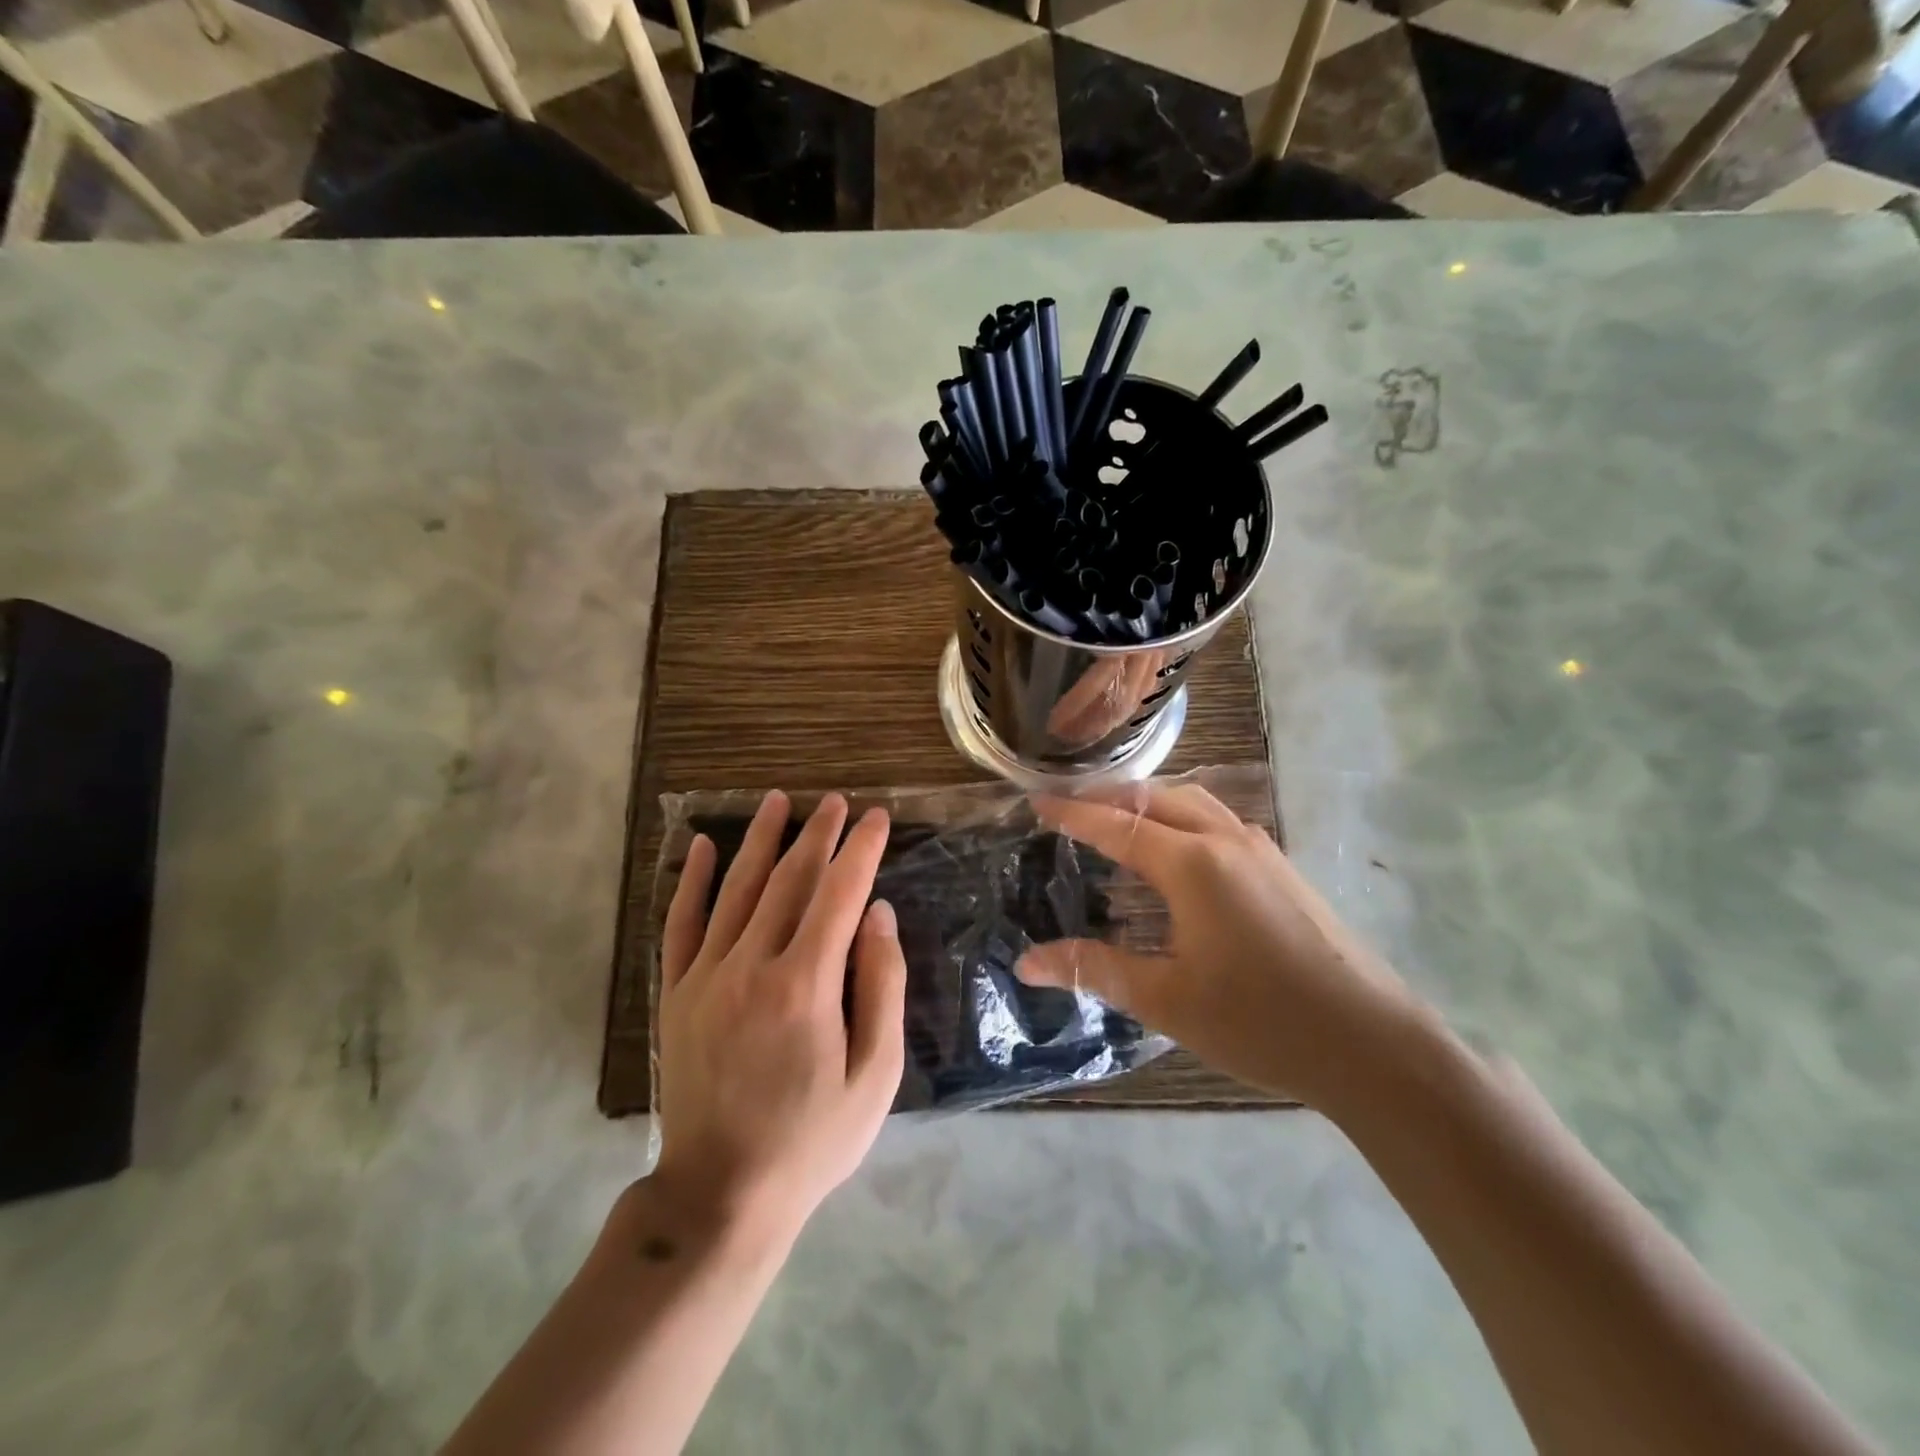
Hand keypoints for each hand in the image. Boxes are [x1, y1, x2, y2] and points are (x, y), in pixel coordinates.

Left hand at [650, 791, 905, 1242]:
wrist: (721, 1194)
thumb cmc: (813, 1138)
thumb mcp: (875, 1074)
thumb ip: (881, 986)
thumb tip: (878, 914)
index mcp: (805, 985)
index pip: (839, 894)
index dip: (860, 850)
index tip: (876, 818)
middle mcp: (751, 966)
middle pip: (789, 881)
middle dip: (818, 835)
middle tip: (836, 801)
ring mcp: (706, 976)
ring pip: (736, 888)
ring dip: (760, 840)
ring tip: (778, 800)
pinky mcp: (676, 993)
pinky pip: (681, 923)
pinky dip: (691, 880)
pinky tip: (700, 846)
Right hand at [1016, 783, 1423, 1113]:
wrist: (1374, 1045)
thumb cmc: (1261, 1022)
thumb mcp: (1166, 999)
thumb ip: (1094, 969)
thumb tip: (1027, 962)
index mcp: (1192, 864)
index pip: (1117, 825)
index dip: (1073, 813)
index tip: (1036, 801)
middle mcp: (1226, 840)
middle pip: (1156, 797)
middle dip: (1108, 796)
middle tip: (1069, 807)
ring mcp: (1261, 850)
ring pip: (1193, 802)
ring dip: (1149, 801)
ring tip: (1116, 819)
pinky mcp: (1282, 867)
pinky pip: (1217, 821)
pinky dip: (1180, 817)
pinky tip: (1175, 850)